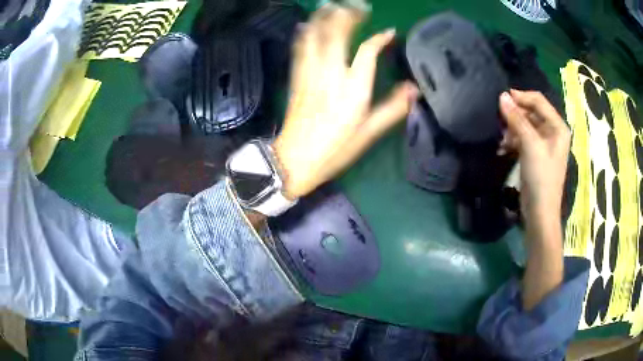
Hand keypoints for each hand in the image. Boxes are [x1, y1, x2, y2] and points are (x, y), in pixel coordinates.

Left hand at [273, 5, 418, 198]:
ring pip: (314, 35)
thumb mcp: (369, 133)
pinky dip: (305, 33)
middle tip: (358, 7)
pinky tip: (307, 24)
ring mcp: (309, 72)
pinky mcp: (296, 76)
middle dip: (347, 16)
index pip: (368, 51)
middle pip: (337, 33)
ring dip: (323, 17)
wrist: (295, 159)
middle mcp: (330, 72)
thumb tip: (415, 89)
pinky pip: (299, 48)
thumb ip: (393, 108)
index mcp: (352, 87)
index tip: (389, 32)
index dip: (380, 38)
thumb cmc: (335, 149)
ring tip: (333, 6)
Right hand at [498, 89, 570, 223]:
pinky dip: (513, 140)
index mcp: (557, 127)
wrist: (540, 212)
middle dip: (515, 115)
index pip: (538, 101)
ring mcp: (544, 144)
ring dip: (512, 128)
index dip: (521, 97)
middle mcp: (553, 132)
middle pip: (532, 113)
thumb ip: (517, 119)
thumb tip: (502, 96)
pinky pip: (523, 138)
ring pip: (525, 125)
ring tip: (501, 138)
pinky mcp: (535, 155)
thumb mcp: (530, 145)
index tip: (501, 98)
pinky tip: (503, 146)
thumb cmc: (541, 177)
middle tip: (499, 120)